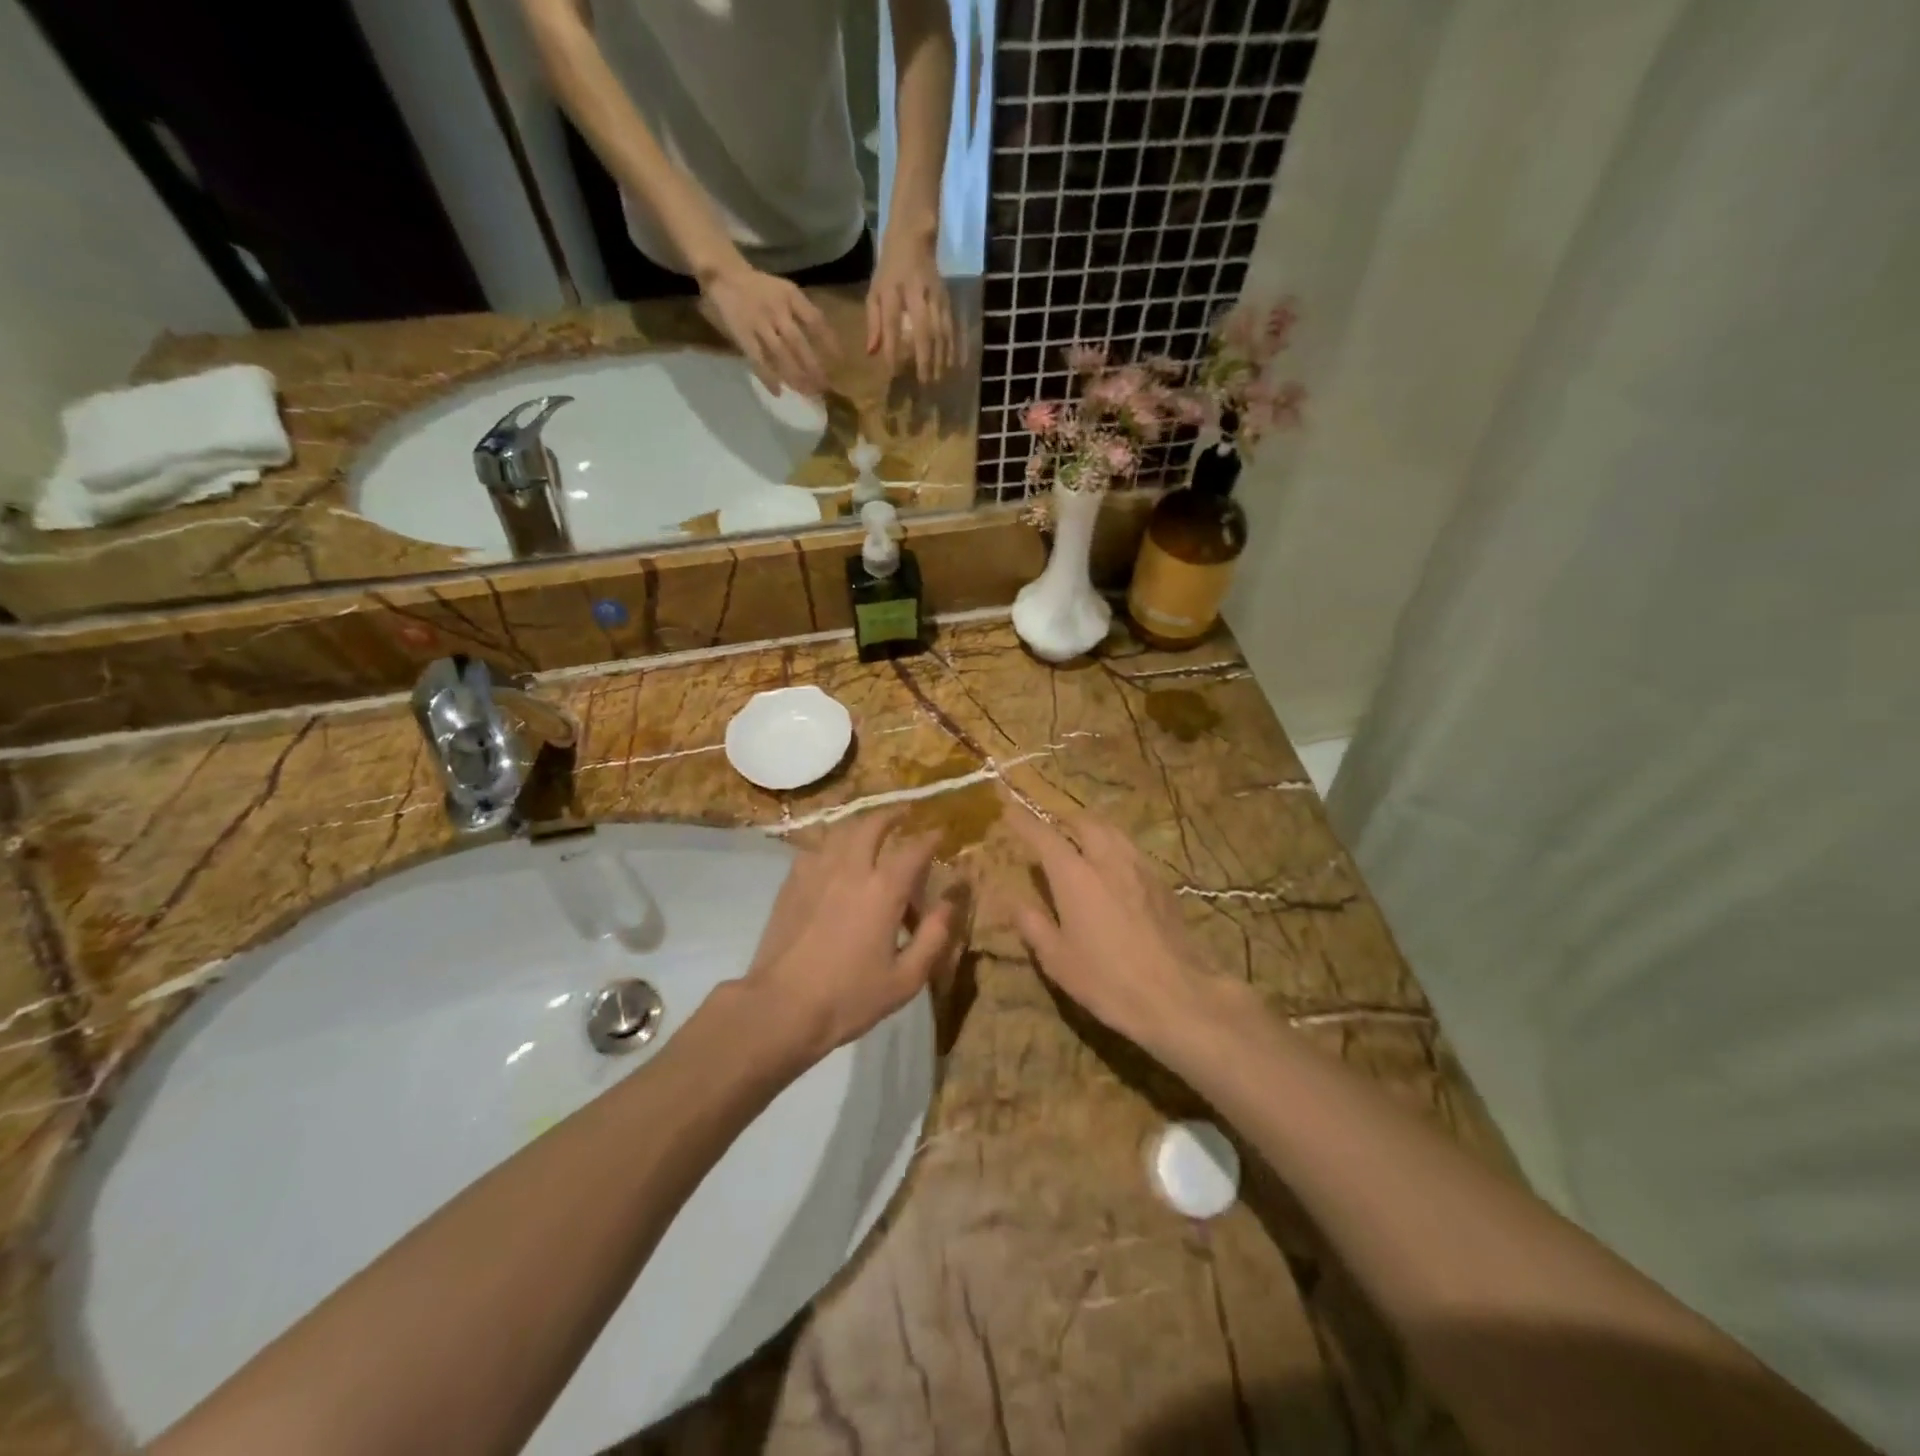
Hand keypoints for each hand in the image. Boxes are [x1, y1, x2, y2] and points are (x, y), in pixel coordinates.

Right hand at [701, 260, 839, 396]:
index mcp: (790, 296)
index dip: (829, 343)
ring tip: (807, 393)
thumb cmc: (762, 288)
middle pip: (798, 343)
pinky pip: (757, 359)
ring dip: (795, 376)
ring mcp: (758, 323)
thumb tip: (827, 343)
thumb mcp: (786, 292)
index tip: (840, 362)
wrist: (725, 275)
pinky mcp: (743, 335)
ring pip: (780, 354)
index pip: (815, 320)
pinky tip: (778, 392)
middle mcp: (776, 309)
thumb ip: (803, 313)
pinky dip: (767, 377)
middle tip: (824, 387)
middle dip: (813, 367)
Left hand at [741, 812, 957, 1064]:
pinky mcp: (791, 883)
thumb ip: (934, 936)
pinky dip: (831, 845)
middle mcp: (851, 869)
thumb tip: (950, 901)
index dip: (930, 837)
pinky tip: (833, 858)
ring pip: (840, 831)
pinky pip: (815, 849)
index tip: (940, 832)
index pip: (914, 849)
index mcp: (883, 890)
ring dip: (860, 825)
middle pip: (872, 825)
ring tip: (869, 829)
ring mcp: (816, 872)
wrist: (781, 1007)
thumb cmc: (849, 997)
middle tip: (904, 814)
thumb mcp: (906, 978)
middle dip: (892, 815)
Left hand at [866, 237, 957, 383]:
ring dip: (941, 356)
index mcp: (892, 290)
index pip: (891, 322)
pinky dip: (953, 346)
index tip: (893, 372)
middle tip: (924, 383)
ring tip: (939, 379)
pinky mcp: (947, 298)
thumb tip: (872, 353)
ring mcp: (935, 295)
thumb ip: (873, 323)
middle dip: (924, 358)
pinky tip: (954, 364)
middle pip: (923, 329)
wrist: (914, 237)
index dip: (892, 348)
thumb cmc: (890, 271)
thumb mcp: (874, 292)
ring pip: (941, 329)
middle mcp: (916, 292)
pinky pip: (952, 326)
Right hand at [1007, 804, 1218, 1055]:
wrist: (1176, 995)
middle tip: (1049, 826)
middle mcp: (1107, 860)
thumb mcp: (1057, 959)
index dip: (1024, 821)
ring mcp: (1139, 868)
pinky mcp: (1161, 883)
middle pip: (1084, 822)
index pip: (1044, 835)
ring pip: (1113, 831)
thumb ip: (1032, 924)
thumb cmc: (1106, 980)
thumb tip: (1013, 901)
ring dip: (1092, 827)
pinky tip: (1113, 866)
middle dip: (1063, 818)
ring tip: (1080, 837)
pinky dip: (1114, 845)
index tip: (1009, 810)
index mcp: (1075, 875)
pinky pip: (1132, 850)